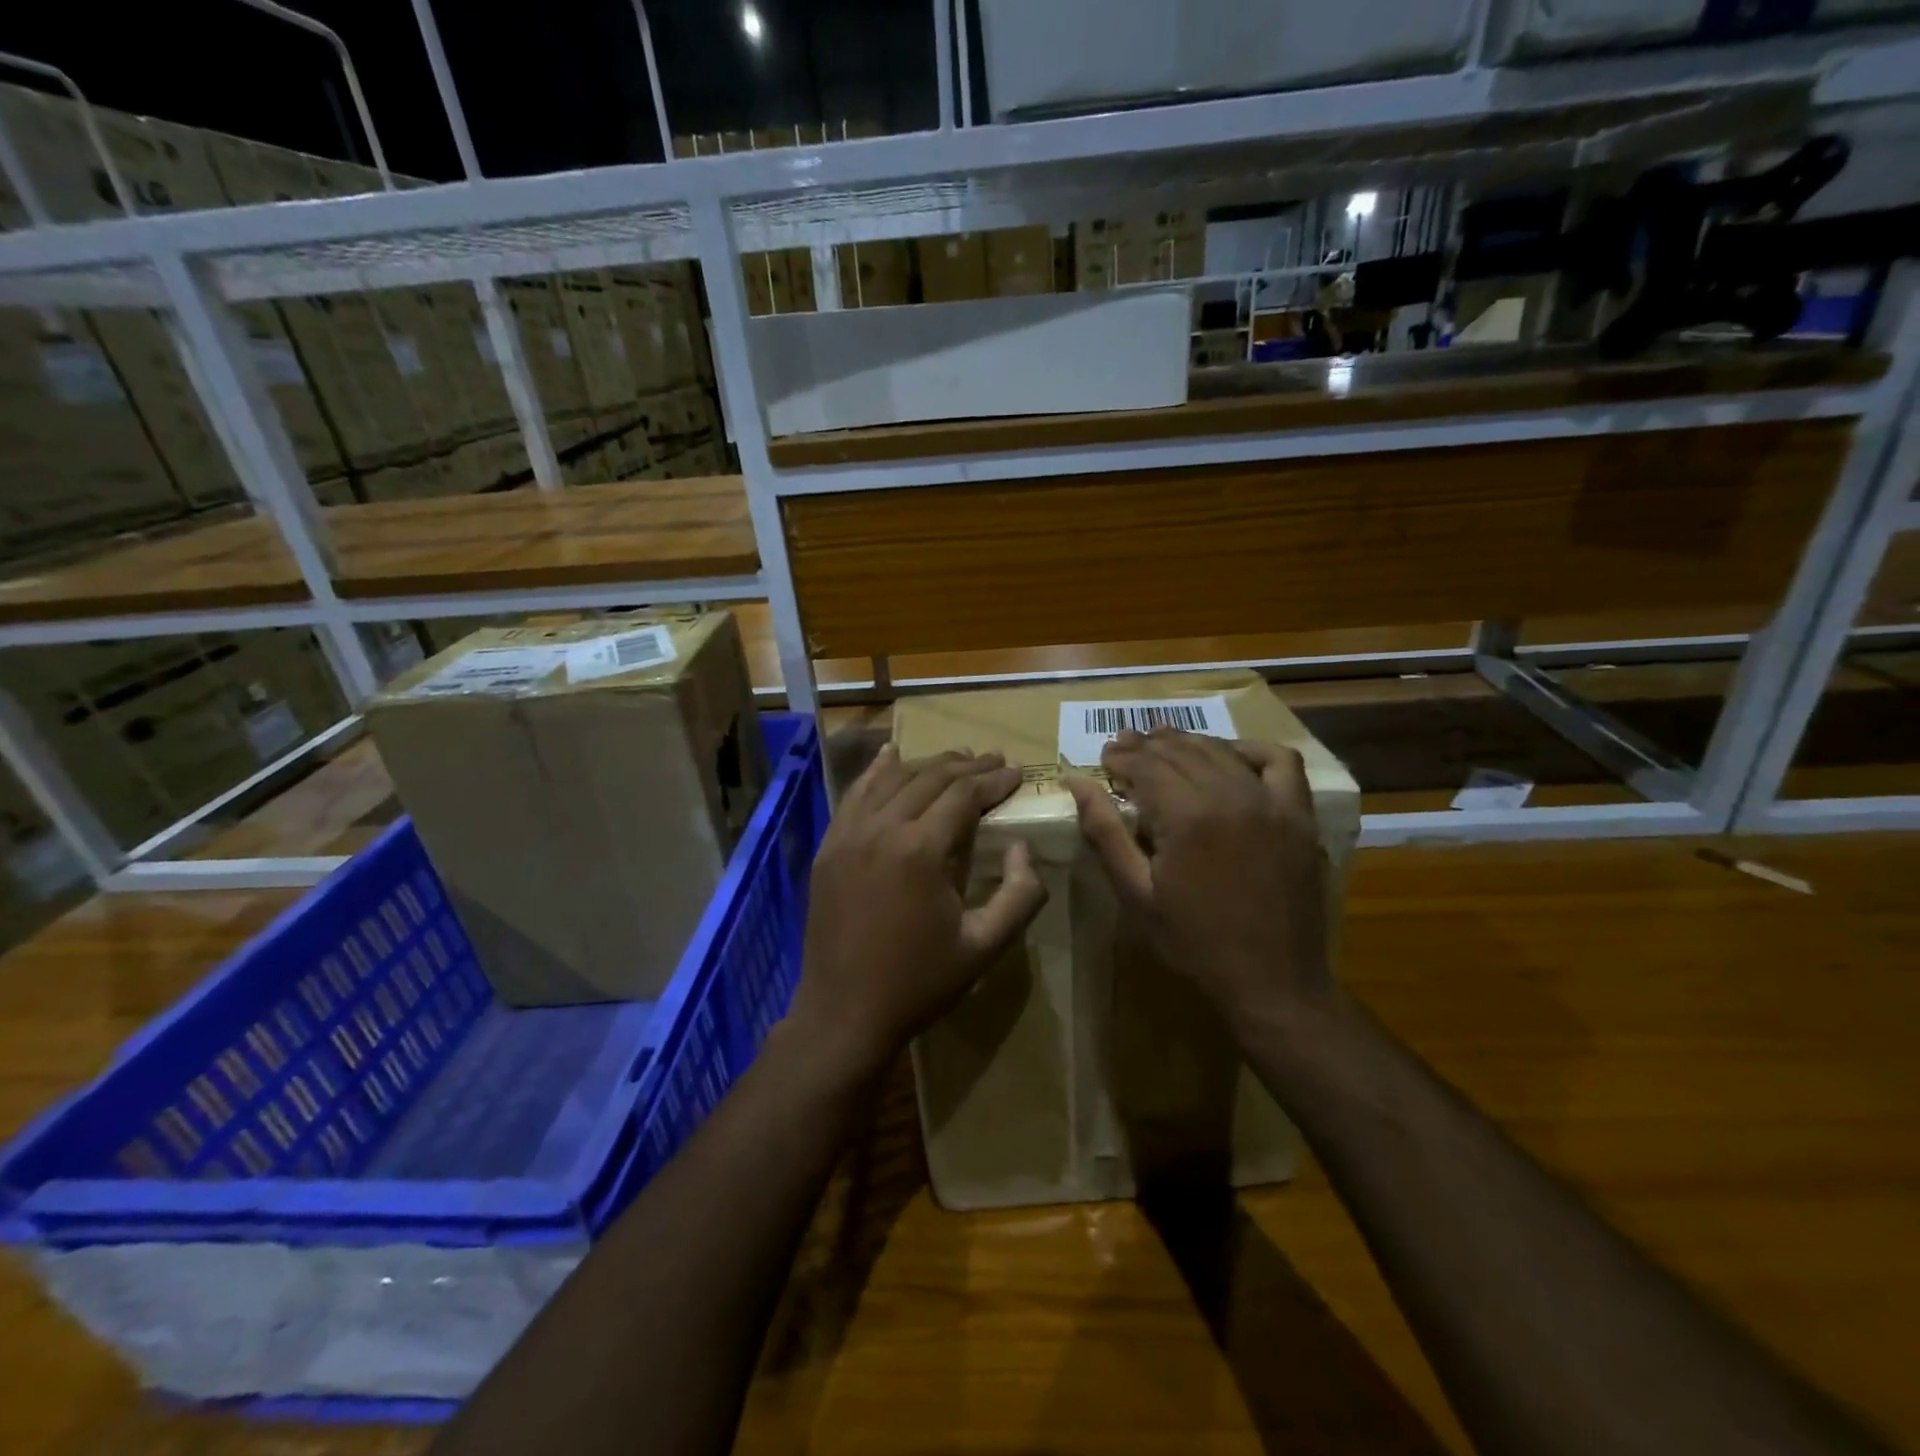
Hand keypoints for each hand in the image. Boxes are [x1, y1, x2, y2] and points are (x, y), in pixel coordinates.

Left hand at [789, 747, 1048, 1076]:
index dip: (993, 780)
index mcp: (920, 850)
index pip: (963, 794)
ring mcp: (848, 835)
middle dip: (966, 766)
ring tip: (956, 759)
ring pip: (892, 779)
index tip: (1016, 773)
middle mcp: (882, 828)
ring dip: (927, 764)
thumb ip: (1020, 895)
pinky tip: (890, 756)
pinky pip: (855, 794)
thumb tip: (1022, 848)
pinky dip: (876, 771)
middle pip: (929, 778)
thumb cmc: (919, 982)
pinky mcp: (829, 847)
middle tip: (994, 760)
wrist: (844, 1012)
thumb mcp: (984, 946)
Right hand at [1066, 728, 1330, 1032]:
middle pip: (1181, 751)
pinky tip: (1229, 755)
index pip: (1146, 765)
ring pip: (1221, 751)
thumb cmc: (1194, 941)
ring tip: (1163, 742)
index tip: (1104, 756)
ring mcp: (1271, 802)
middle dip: (1147, 745)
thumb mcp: (1135, 893)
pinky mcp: (1298, 815)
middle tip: (1123, 744)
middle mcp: (1230, 795)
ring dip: (1188, 741)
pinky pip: (1280, 762)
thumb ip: (1105, 832)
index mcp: (1187, 816)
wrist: (1272, 980)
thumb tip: (1077, 782)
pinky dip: (1251, 750)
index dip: (1120, 756)